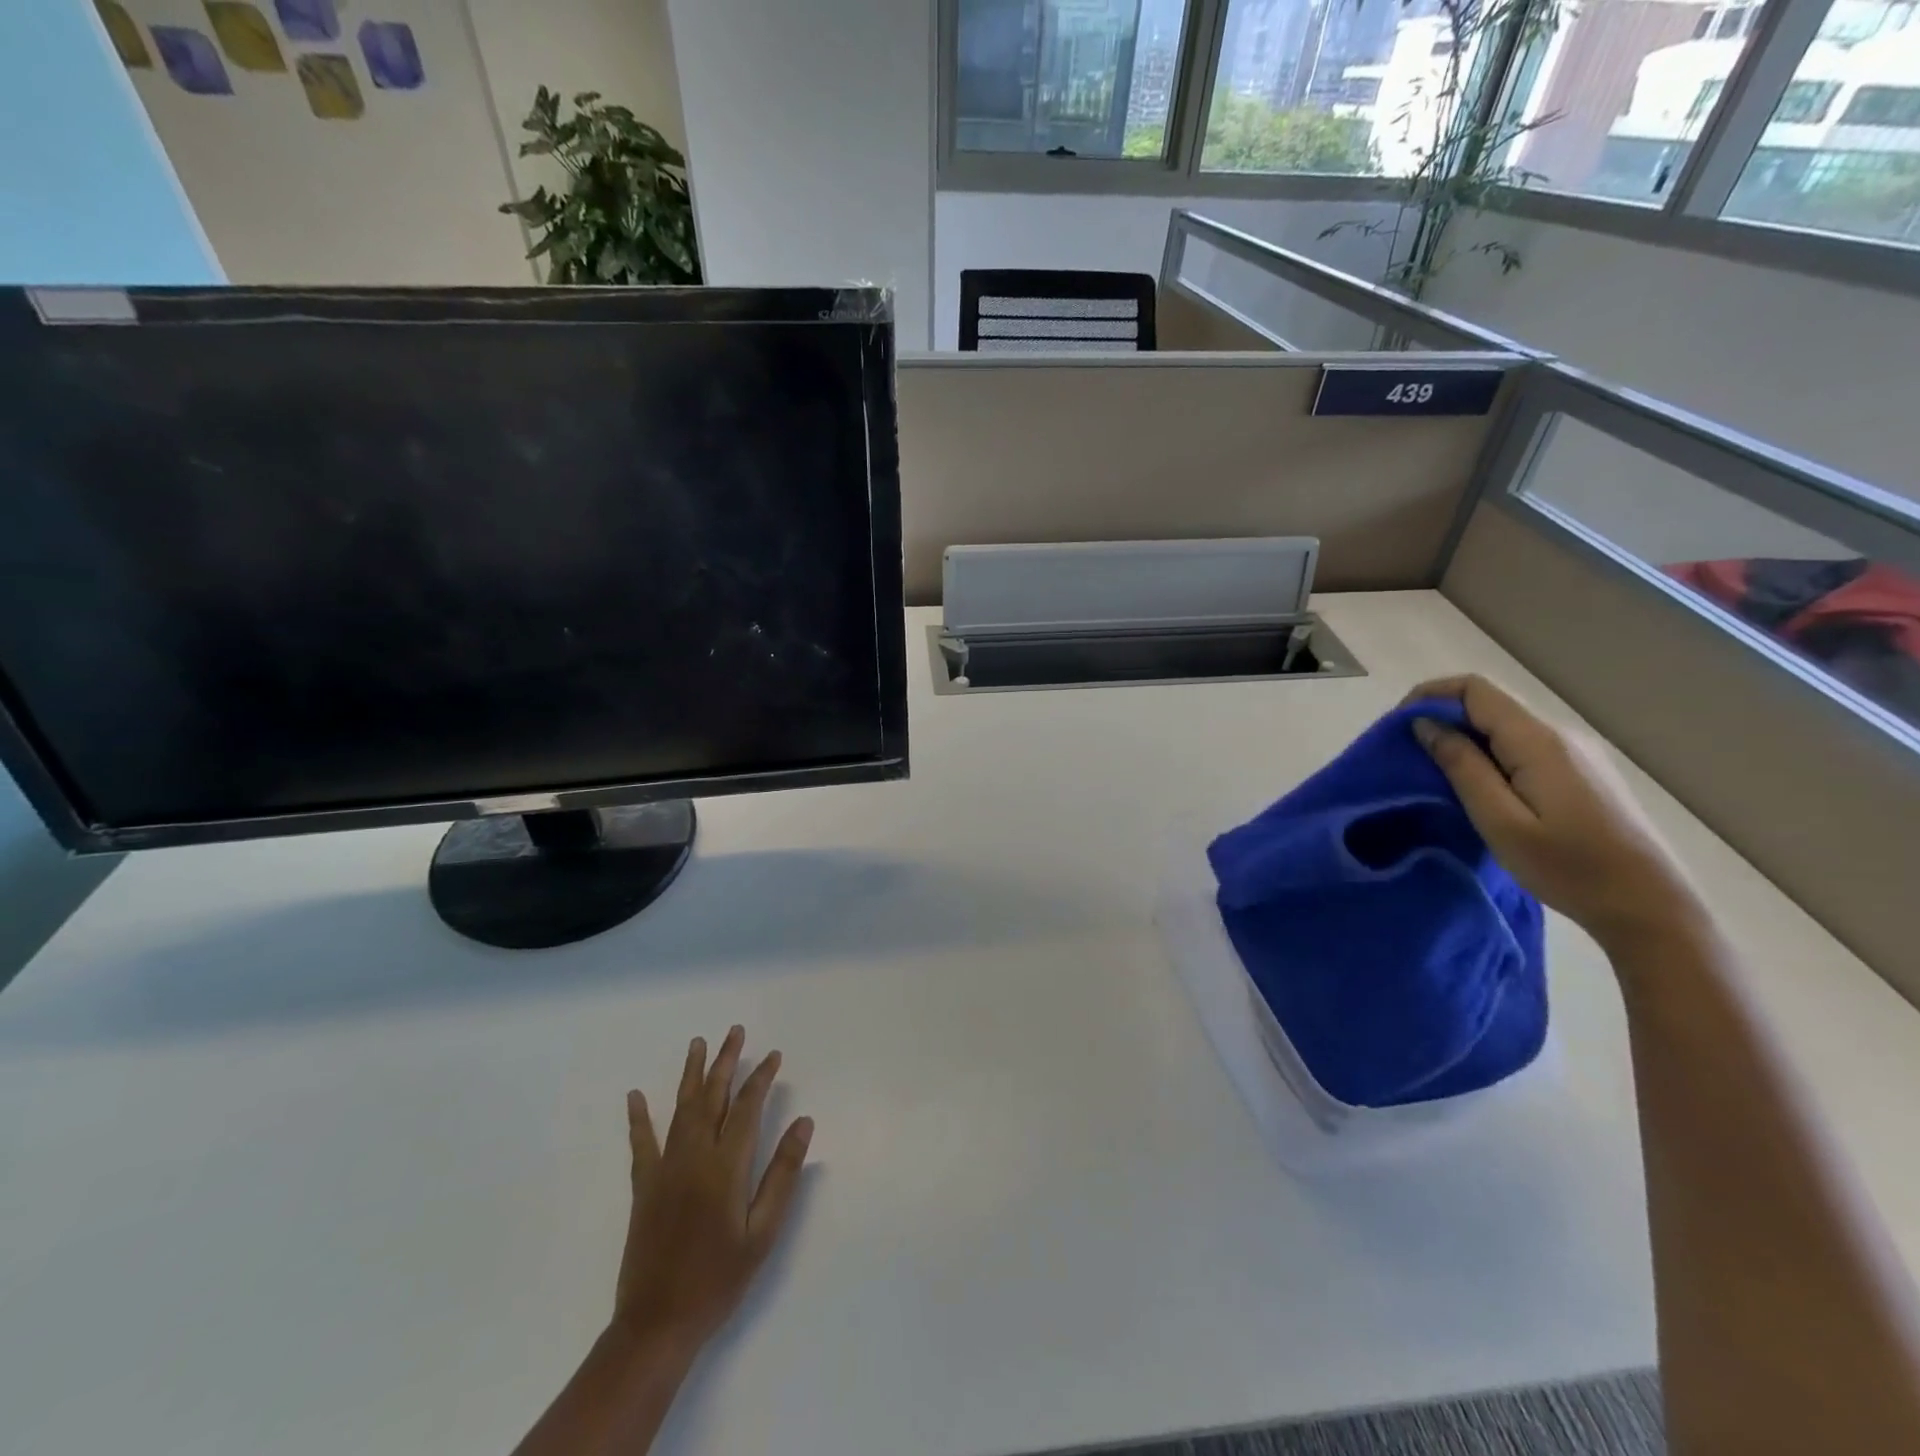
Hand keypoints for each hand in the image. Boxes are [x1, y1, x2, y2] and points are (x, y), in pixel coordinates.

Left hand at [615, 1026, 813, 1356]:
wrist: (657, 1324)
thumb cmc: (719, 1280)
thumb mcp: (763, 1233)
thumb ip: (782, 1174)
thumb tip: (804, 1123)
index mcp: (727, 1166)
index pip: (748, 1107)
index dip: (761, 1078)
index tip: (773, 1056)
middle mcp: (695, 1156)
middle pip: (713, 1097)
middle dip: (726, 1061)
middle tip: (734, 1031)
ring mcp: (666, 1168)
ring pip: (682, 1109)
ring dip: (692, 1074)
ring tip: (698, 1043)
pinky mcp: (644, 1186)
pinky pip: (642, 1143)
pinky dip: (639, 1117)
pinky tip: (636, 1095)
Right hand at [1404, 674, 1703, 948]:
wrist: (1650, 906)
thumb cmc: (1568, 868)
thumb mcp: (1500, 821)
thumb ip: (1462, 767)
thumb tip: (1426, 725)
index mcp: (1538, 741)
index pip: (1475, 689)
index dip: (1429, 695)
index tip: (1397, 728)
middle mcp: (1559, 734)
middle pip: (1489, 703)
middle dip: (1441, 718)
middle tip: (1407, 756)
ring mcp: (1575, 752)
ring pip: (1504, 725)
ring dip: (1463, 738)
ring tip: (1434, 774)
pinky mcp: (1581, 771)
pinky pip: (1522, 745)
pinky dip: (1487, 753)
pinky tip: (1477, 787)